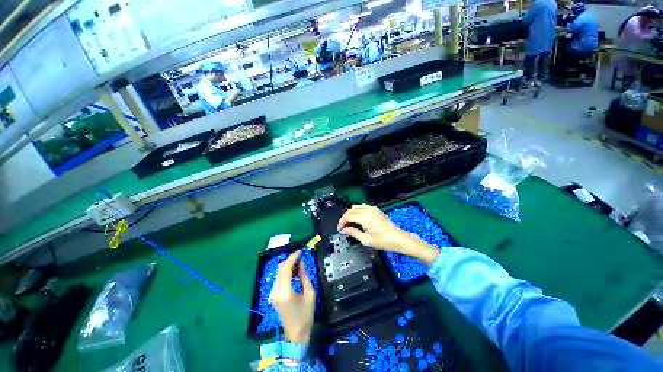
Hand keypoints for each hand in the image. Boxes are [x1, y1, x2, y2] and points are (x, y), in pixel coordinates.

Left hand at [269, 251, 314, 343]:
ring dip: (288, 266)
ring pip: (278, 272)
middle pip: (280, 268)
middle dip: (290, 260)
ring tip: (300, 265)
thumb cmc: (305, 315)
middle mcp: (275, 290)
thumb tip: (301, 262)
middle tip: (301, 258)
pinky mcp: (272, 295)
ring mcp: (272, 293)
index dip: (293, 257)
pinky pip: (278, 278)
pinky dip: (286, 273)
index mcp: (285, 291)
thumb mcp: (309, 293)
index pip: (286, 268)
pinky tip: (294, 274)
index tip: (301, 251)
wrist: (295, 334)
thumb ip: (304, 275)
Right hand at [337, 205, 410, 251]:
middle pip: (350, 211)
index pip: (347, 216)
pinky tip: (357, 218)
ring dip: (350, 214)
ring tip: (349, 223)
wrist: (399, 239)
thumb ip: (353, 233)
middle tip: (343, 227)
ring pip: (356, 207)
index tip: (339, 229)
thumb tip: (344, 230)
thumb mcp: (366, 240)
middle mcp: (367, 210)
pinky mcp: (376, 210)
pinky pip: (363, 207)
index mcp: (363, 217)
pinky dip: (357, 211)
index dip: (341, 222)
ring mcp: (372, 209)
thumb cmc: (384, 241)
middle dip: (344, 218)